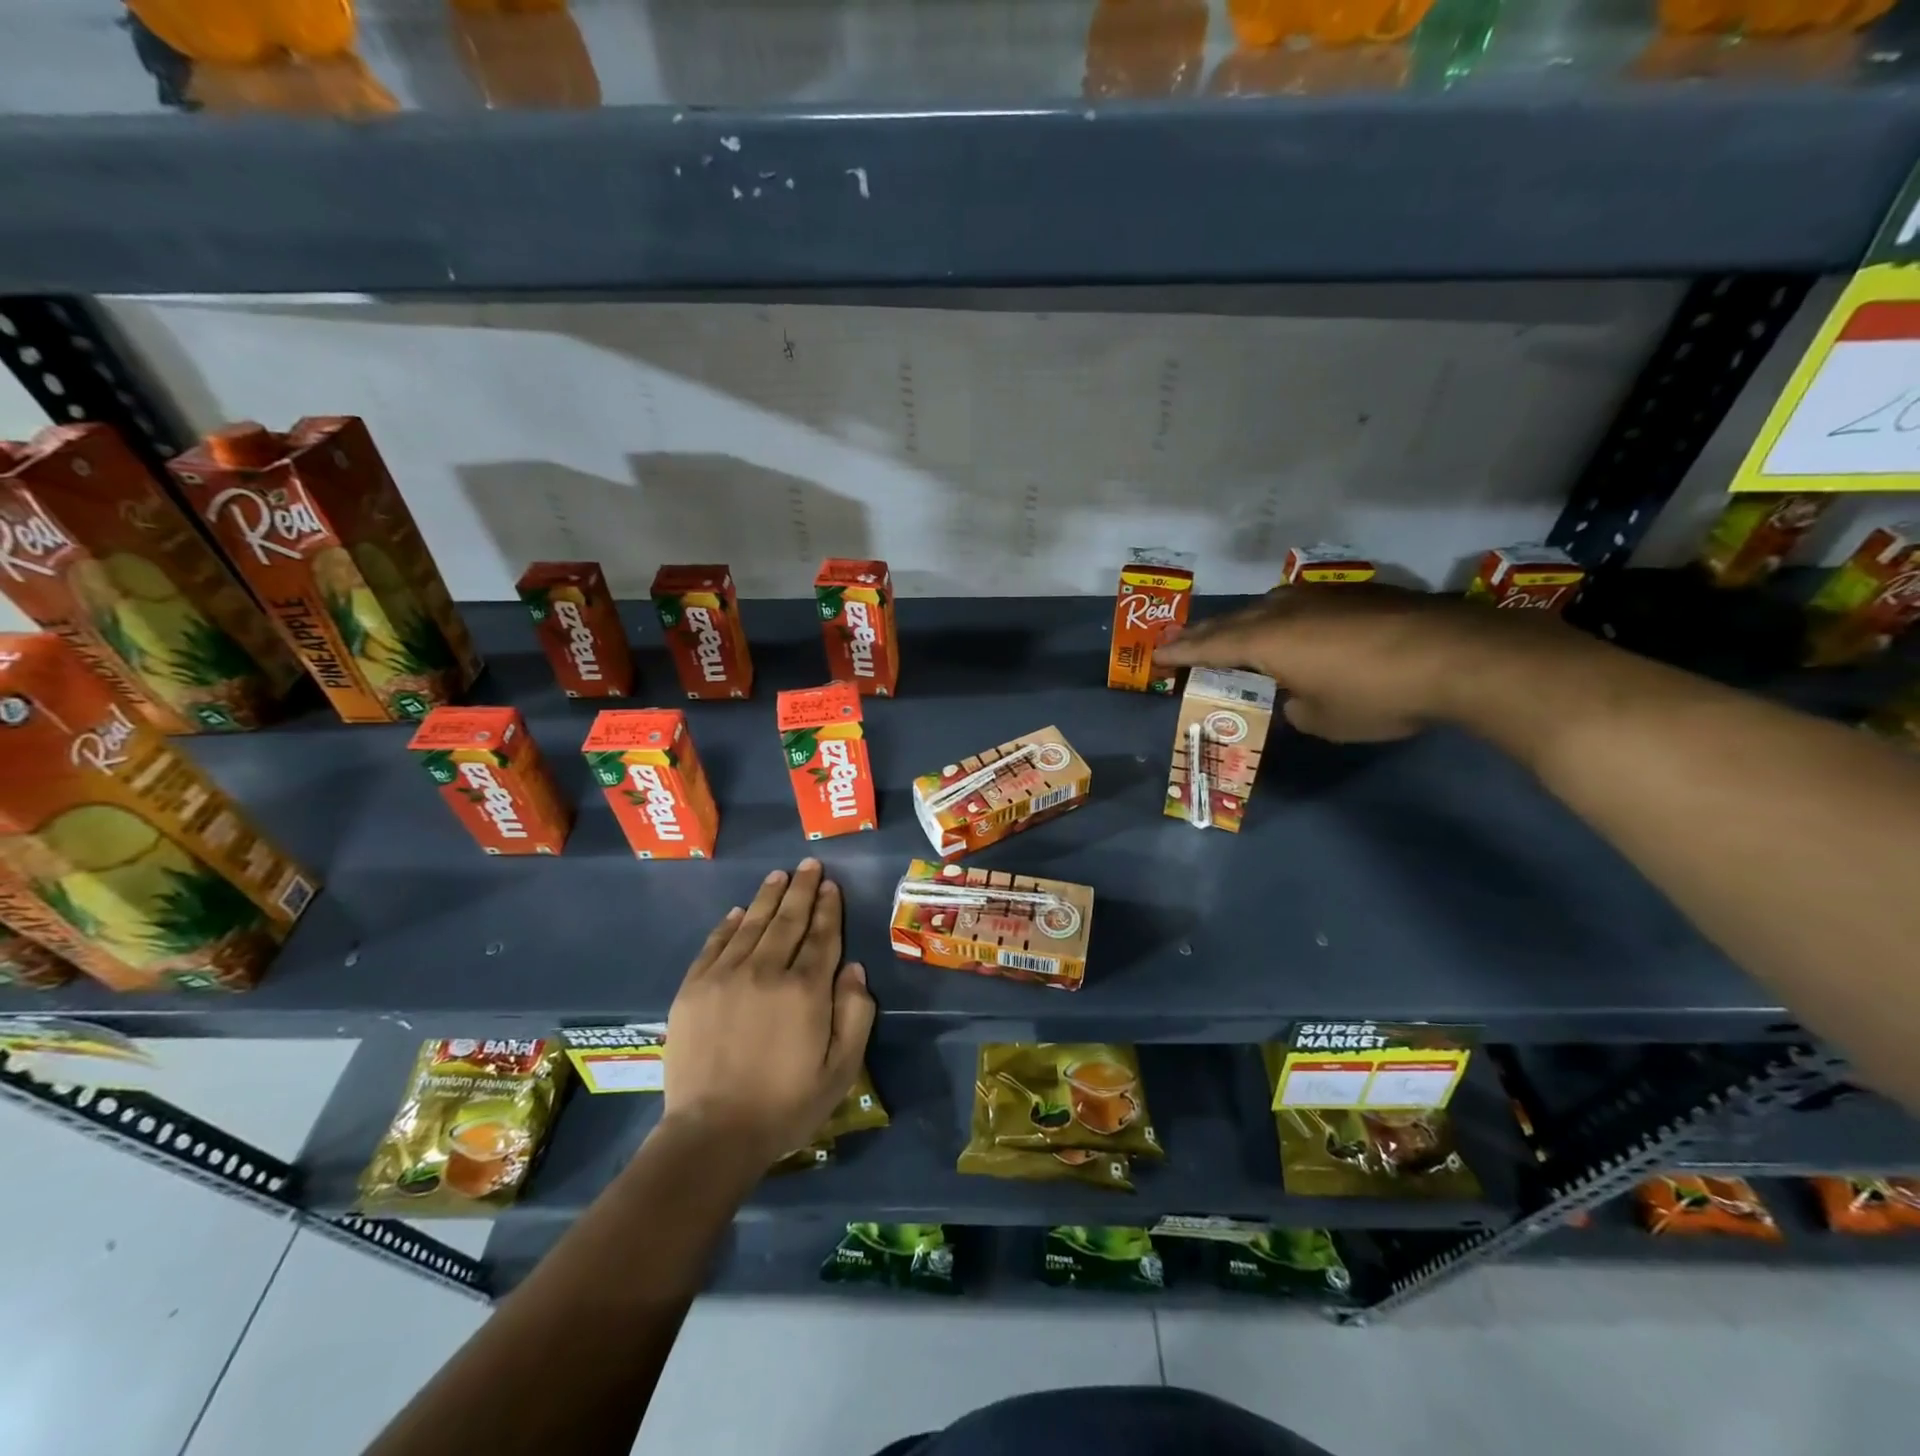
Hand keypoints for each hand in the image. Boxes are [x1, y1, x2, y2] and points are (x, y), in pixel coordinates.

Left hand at [661, 860, 874, 1167]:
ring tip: (779, 875)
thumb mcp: (842, 1069)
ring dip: (769, 897)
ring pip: (752, 924)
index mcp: (806, 990)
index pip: (822, 936)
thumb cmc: (786, 1105)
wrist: (712, 1134)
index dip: (829, 908)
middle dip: (802, 889)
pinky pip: (714, 944)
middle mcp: (766, 971)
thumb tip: (854, 969)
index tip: (831, 885)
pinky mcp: (693, 989)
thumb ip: (855, 1014)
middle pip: (788, 920)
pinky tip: (739, 911)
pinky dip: (729, 924)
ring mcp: (725, 976)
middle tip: (809, 865)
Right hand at [1153, 582, 1584, 741]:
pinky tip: (1299, 629)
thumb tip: (1296, 696)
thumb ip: (1296, 707)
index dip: (1179, 653)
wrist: (1459, 656)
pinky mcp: (1357, 594)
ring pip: (1268, 606)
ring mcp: (1322, 596)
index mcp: (1266, 641)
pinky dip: (1286, 619)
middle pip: (1232, 620)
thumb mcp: (1324, 719)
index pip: (1208, 646)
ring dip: (1246, 622)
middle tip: (1184, 644)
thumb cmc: (1376, 695)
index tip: (1157, 657)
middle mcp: (1285, 610)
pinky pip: (1302, 604)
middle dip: (1205, 635)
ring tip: (1238, 635)